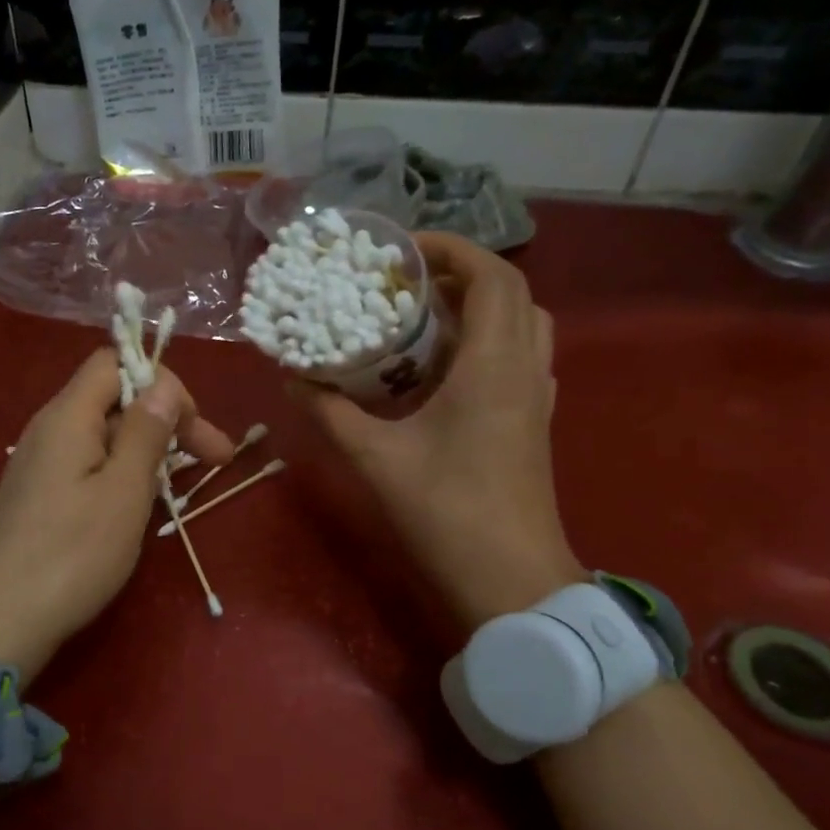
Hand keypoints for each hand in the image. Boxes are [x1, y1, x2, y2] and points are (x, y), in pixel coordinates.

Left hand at [0, 349, 235, 684]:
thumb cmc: (72, 554)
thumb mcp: (123, 491)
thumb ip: (145, 431)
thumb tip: (163, 384)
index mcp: (67, 416)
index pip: (115, 363)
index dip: (162, 383)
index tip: (197, 429)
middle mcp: (48, 428)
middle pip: (112, 399)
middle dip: (166, 420)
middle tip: (216, 460)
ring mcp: (38, 464)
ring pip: (102, 435)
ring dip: (146, 449)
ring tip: (178, 486)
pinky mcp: (36, 495)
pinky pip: (86, 464)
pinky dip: (120, 472)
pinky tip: (136, 505)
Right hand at [302, 233, 584, 627]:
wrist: (510, 579)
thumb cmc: (445, 511)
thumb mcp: (375, 458)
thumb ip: (330, 412)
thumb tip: (292, 377)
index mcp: (493, 365)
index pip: (491, 277)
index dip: (452, 250)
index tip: (402, 251)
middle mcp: (524, 369)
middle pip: (511, 292)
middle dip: (461, 273)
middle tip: (406, 281)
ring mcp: (536, 396)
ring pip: (521, 324)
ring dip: (478, 306)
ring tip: (424, 316)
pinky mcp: (533, 421)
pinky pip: (519, 356)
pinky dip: (487, 340)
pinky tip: (444, 366)